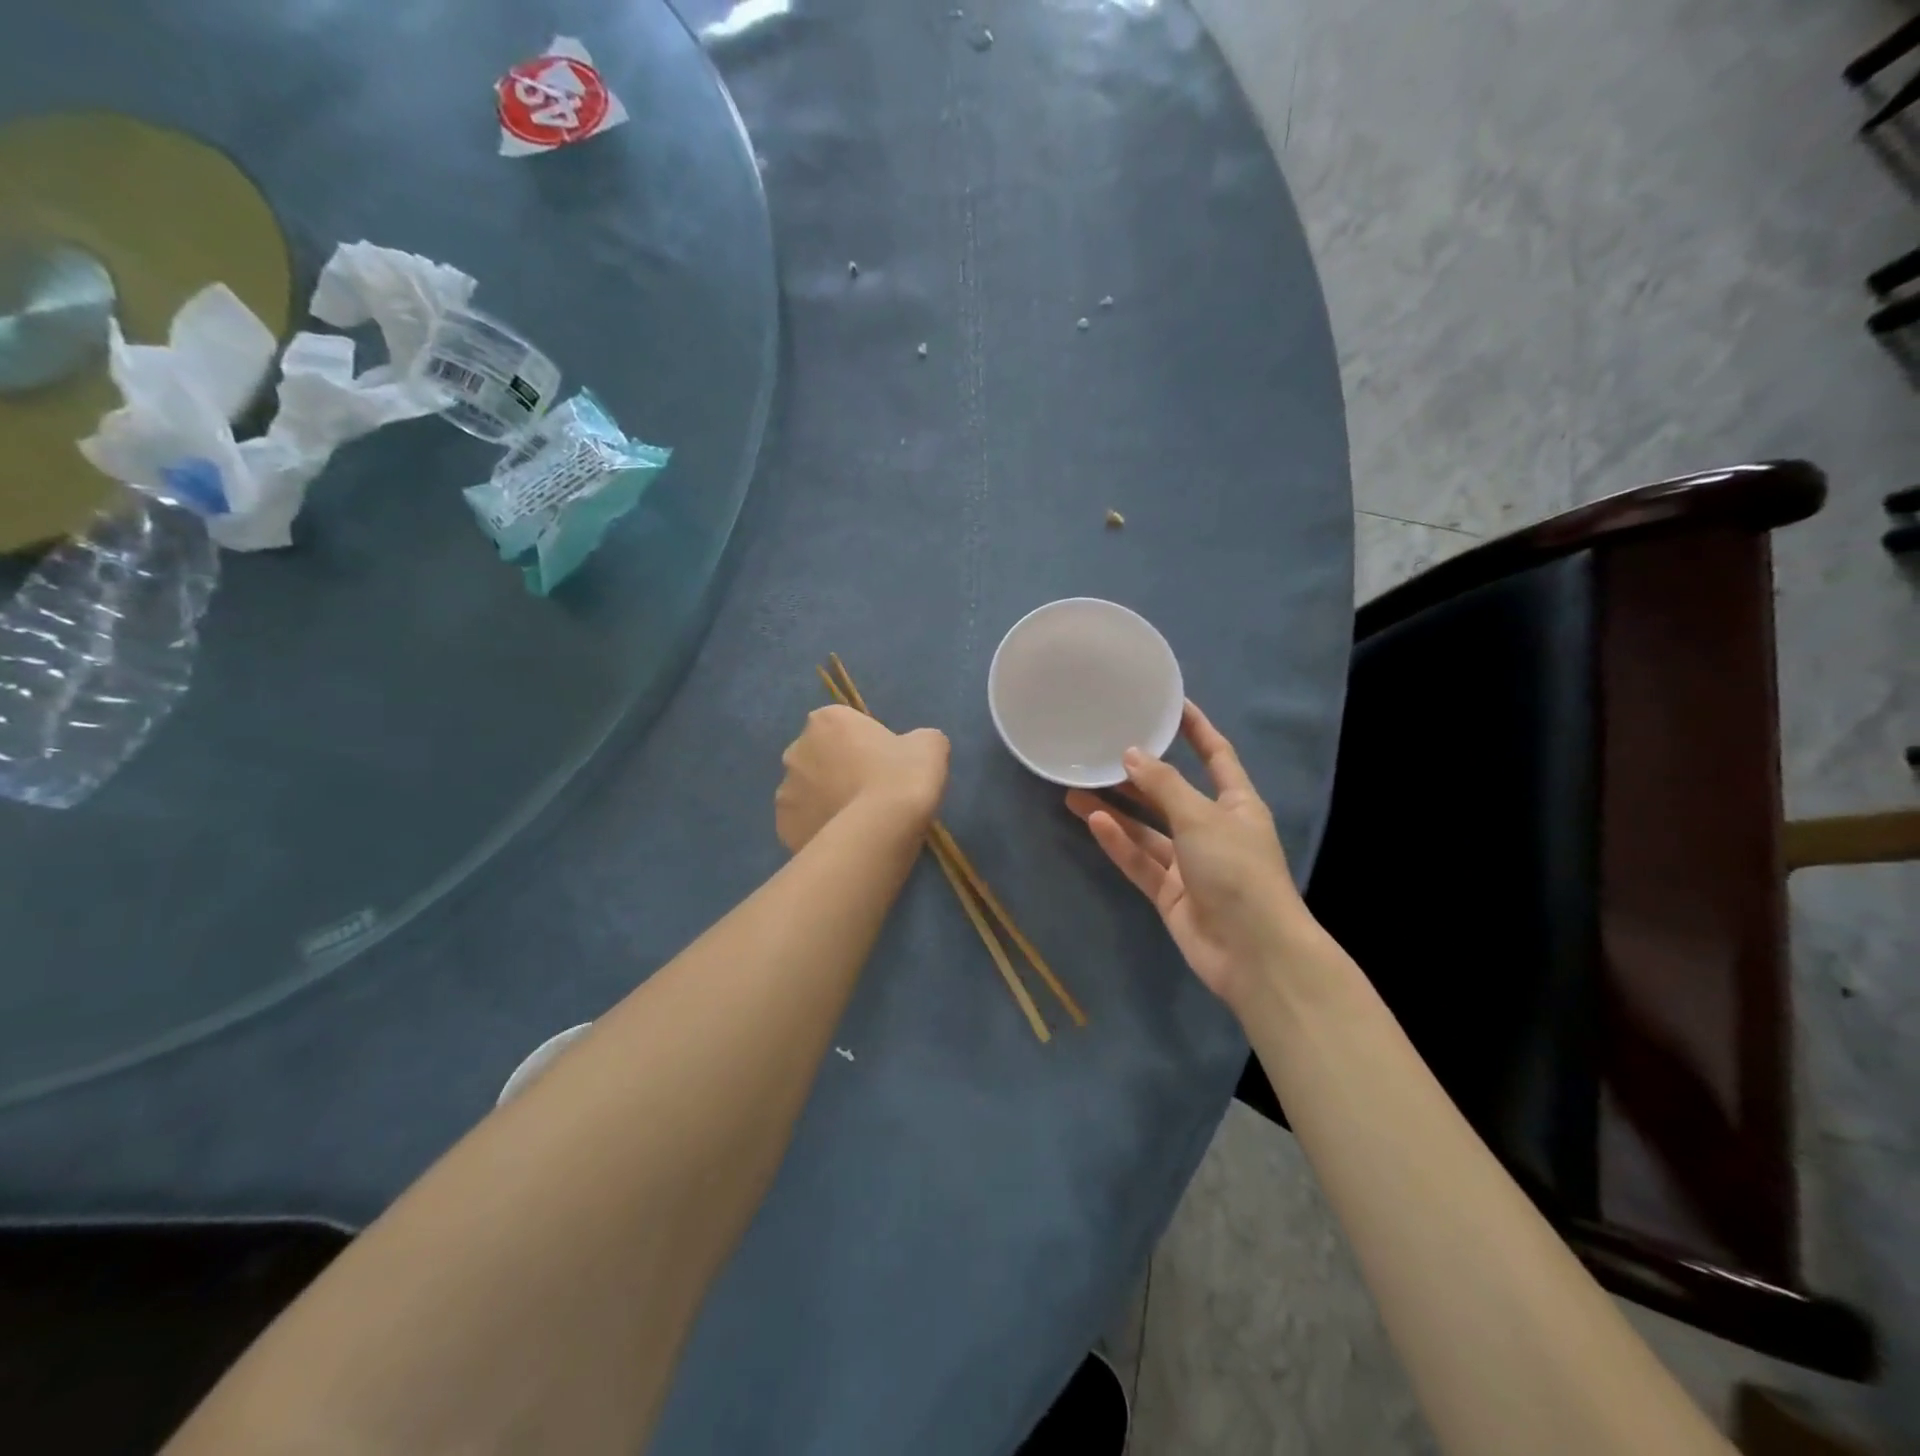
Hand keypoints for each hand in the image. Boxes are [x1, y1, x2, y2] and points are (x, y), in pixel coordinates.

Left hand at [776, 706, 949, 851]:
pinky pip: (805, 824)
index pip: (845, 726)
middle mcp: (796, 750)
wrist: (880, 832)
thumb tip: (911, 751)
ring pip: (809, 793)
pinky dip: (819, 829)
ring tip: (859, 823)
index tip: (885, 765)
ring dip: (826, 801)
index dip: (866, 745)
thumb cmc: (903, 777)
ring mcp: (785, 791)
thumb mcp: (930, 745)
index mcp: (826, 720)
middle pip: (820, 757)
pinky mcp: (783, 827)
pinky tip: (845, 840)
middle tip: (872, 793)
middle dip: (839, 771)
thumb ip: (916, 740)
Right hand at [1066, 701, 1310, 1007]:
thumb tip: (1131, 754)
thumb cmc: (1238, 871)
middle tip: (1100, 754)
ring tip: (1075, 790)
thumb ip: (1164, 785)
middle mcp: (1212, 829)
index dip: (1195, 730)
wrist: (1253, 952)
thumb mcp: (1202, 818)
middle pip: (1171, 794)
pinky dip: (1119, 843)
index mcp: (1236, 804)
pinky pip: (1140, 861)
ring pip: (1147, 830)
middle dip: (1138, 775)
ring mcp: (1190, 864)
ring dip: (1116, 811)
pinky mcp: (1171, 894)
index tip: (1170, 704)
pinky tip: (1093, 822)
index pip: (1216, 756)